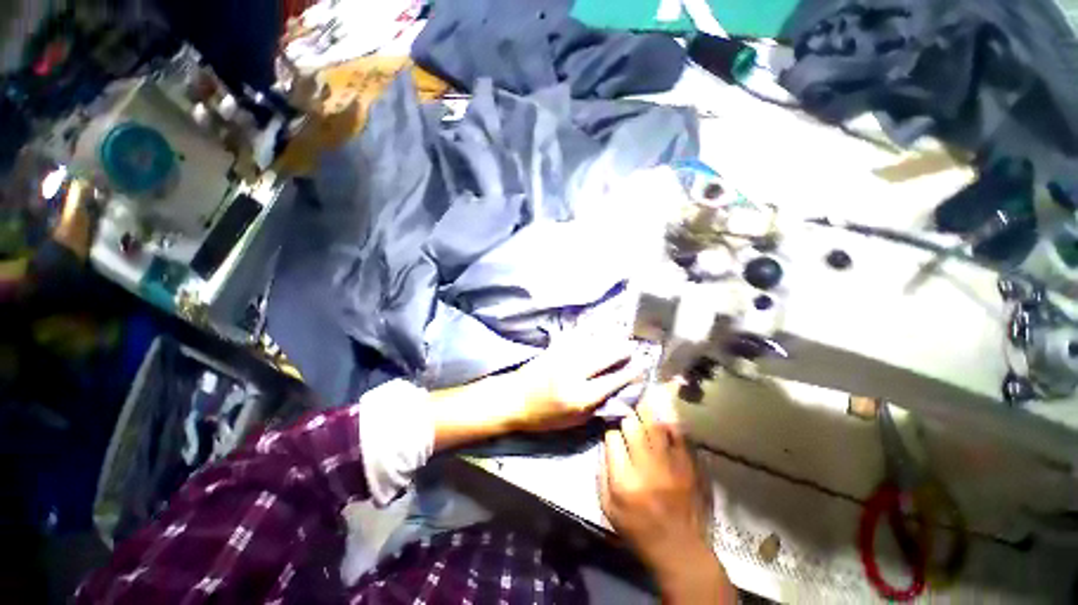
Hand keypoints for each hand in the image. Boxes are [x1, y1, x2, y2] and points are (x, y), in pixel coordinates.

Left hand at [500, 334, 643, 432]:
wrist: (513, 399)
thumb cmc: (544, 416)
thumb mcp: (573, 422)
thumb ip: (595, 406)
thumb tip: (617, 393)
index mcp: (579, 397)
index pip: (612, 381)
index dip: (629, 373)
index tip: (642, 366)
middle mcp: (573, 373)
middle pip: (604, 357)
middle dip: (622, 351)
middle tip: (634, 346)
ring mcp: (563, 357)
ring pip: (592, 343)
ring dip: (609, 338)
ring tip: (622, 334)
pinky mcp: (554, 348)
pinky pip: (576, 336)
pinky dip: (590, 331)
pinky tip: (599, 327)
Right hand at [599, 383, 733, 602]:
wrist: (679, 549)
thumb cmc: (637, 529)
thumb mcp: (608, 506)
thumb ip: (602, 471)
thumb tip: (605, 440)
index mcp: (624, 481)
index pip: (612, 437)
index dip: (609, 427)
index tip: (610, 423)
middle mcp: (647, 468)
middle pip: (633, 425)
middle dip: (625, 412)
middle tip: (623, 404)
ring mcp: (671, 465)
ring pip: (655, 423)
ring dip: (645, 405)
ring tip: (640, 391)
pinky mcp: (688, 464)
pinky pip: (678, 432)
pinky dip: (668, 416)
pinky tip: (663, 402)